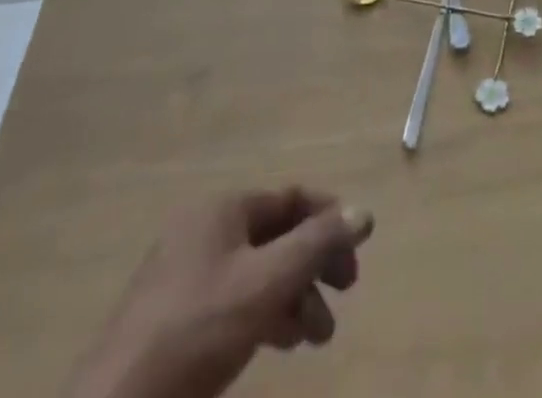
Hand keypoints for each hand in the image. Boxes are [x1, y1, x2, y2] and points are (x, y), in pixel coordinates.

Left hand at [64, 189, 373, 397]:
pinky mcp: (176, 320)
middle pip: (275, 235)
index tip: (358, 251)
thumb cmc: (196, 332)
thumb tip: (364, 211)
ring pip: (257, 272)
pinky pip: (236, 300)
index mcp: (222, 210)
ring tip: (317, 337)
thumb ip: (317, 244)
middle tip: (346, 292)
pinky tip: (282, 343)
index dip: (327, 219)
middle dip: (314, 263)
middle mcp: (205, 231)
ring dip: (295, 295)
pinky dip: (266, 314)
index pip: (289, 199)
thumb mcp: (266, 283)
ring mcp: (187, 276)